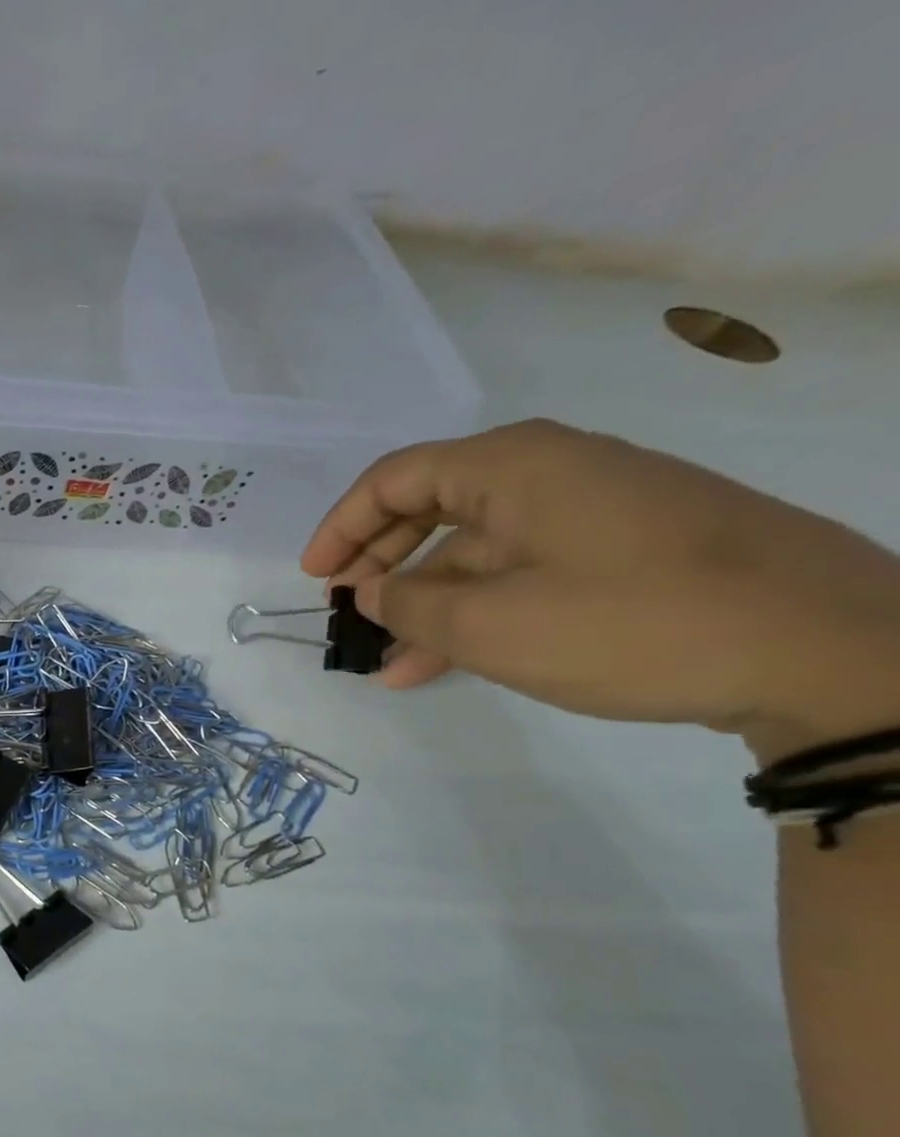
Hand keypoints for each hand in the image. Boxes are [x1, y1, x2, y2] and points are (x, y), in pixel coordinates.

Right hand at [300, 419, 899, 758]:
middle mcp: (550, 472)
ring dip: (422, 600)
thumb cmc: (632, 622)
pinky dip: (473, 609)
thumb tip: (373, 591)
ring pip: (474, 548)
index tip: (315, 579)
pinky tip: (443, 661)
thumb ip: (410, 605)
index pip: (395, 479)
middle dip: (378, 562)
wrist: (829, 649)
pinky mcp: (624, 548)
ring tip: (386, 660)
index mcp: (513, 466)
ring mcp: (592, 510)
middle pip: (431, 506)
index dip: (342, 527)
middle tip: (344, 611)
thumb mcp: (491, 625)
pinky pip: (519, 569)